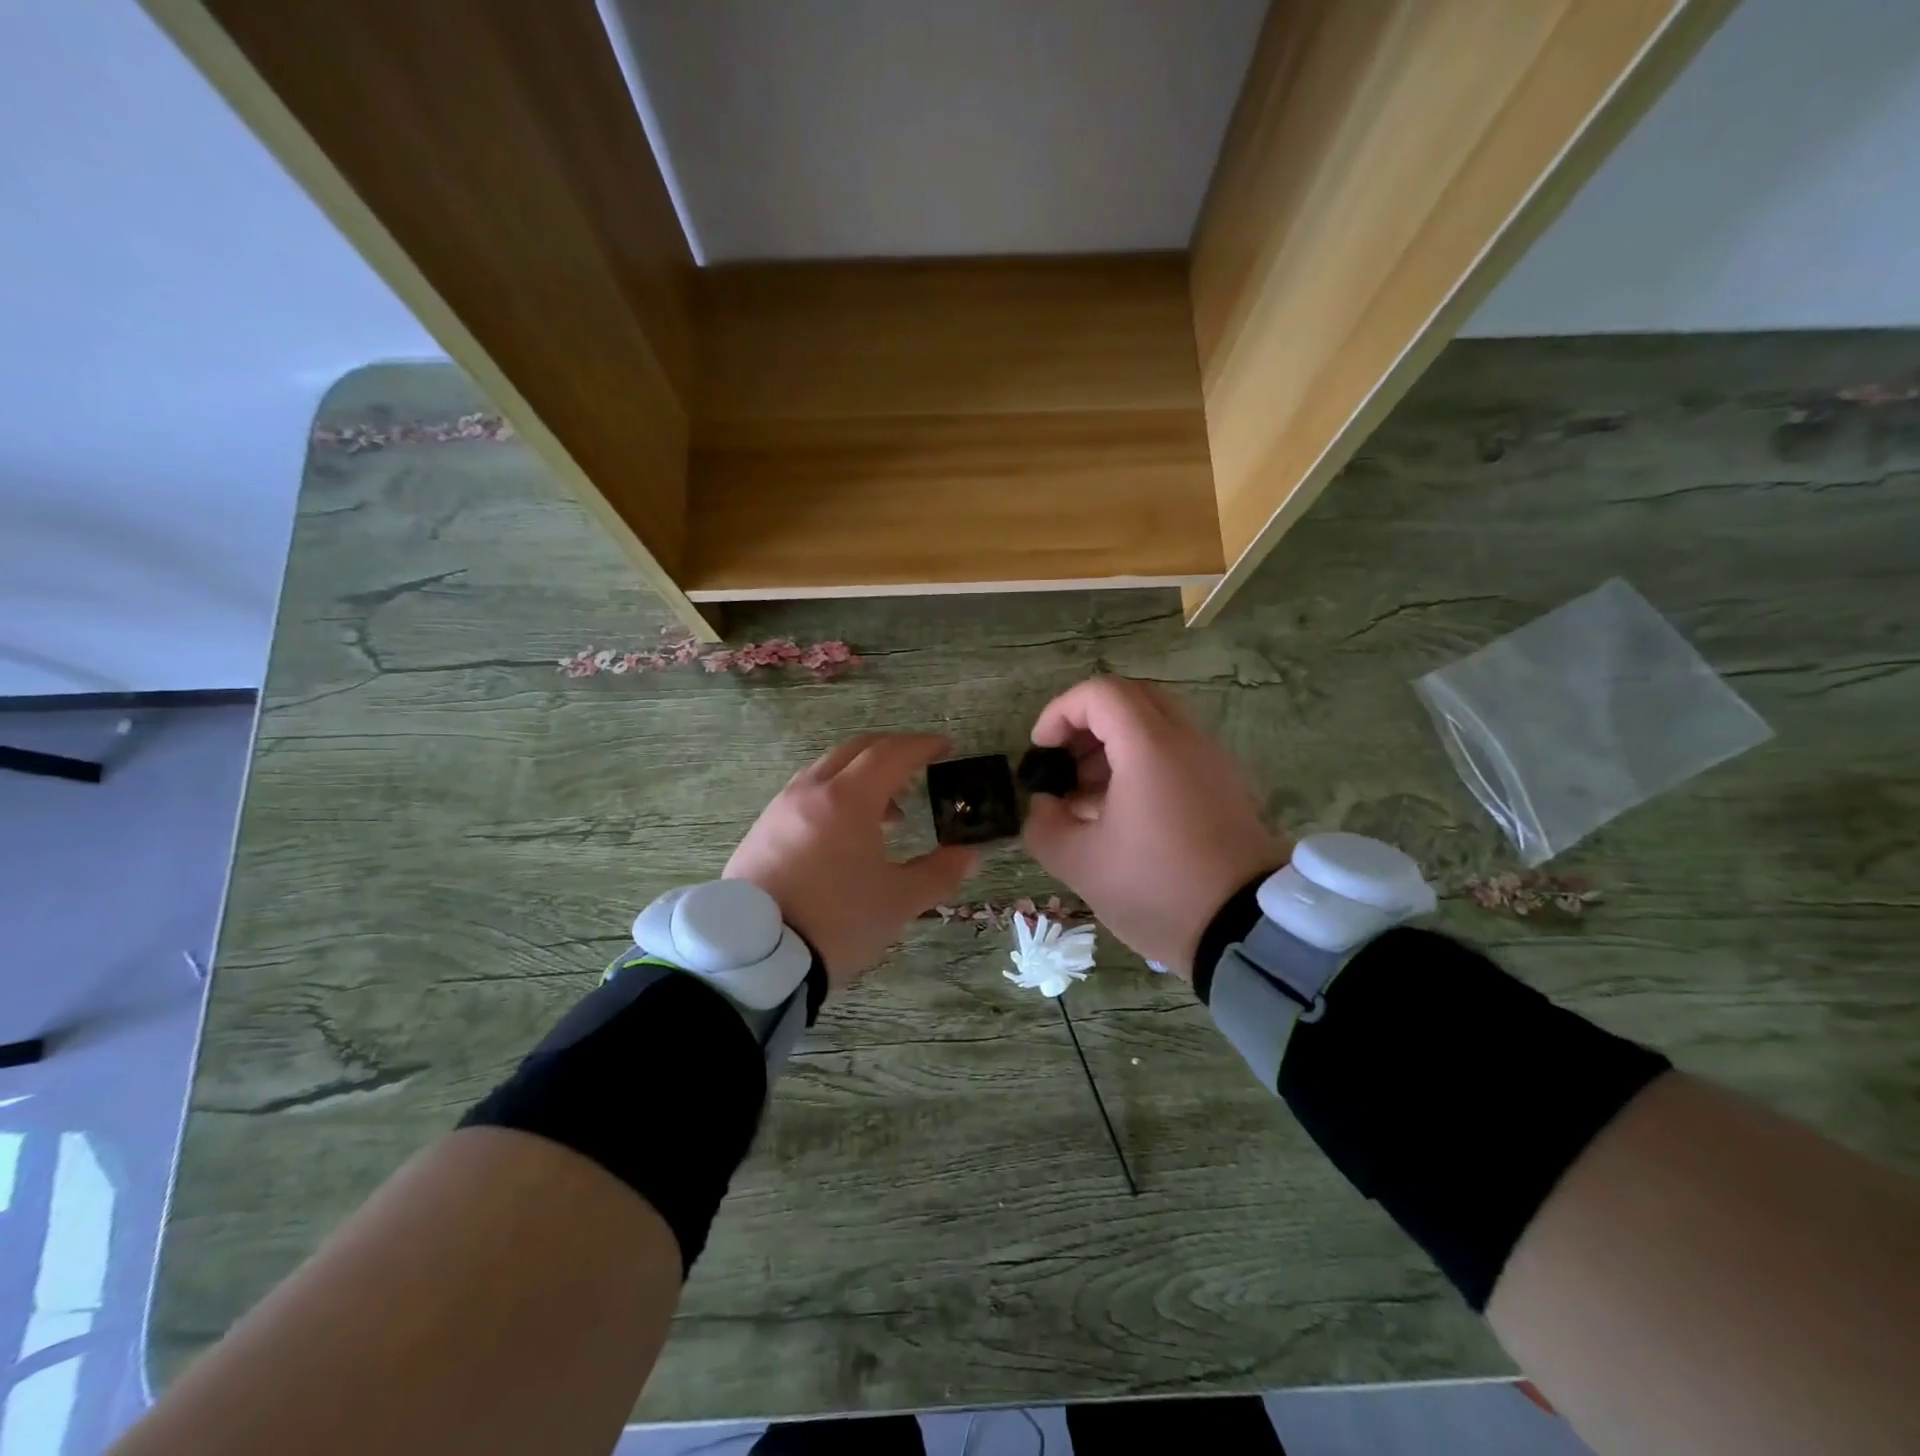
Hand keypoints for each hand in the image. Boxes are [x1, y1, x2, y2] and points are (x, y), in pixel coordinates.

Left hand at [726, 733, 978, 989]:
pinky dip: (834, 794)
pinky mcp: (761, 829)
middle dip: (891, 751)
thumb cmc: (837, 922)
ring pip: (826, 769)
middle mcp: (810, 791)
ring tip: (888, 811)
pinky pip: (805, 793)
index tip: (945, 746)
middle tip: (919, 766)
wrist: (755, 958)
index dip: (922, 746)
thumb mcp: (899, 902)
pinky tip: (844, 832)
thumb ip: (939, 873)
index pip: (891, 754)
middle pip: (855, 750)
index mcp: (847, 800)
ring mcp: (780, 808)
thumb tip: (968, 855)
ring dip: (860, 775)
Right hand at [1022, 677, 1283, 976]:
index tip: (1041, 751)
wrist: (1244, 931)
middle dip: (1087, 723)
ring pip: (1156, 724)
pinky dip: (1141, 763)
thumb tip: (1045, 805)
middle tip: (1064, 762)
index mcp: (1150, 747)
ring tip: (1086, 796)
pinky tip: (1120, 813)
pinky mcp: (1225, 787)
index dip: (1059, 712)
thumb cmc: (1157, 888)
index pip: (1100, 692)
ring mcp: (1212, 762)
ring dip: (1113, 745)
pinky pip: (1176, 753)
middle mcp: (1187, 740)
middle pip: (1131, 698)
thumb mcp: (1080, 863)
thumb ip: (1044, 825)